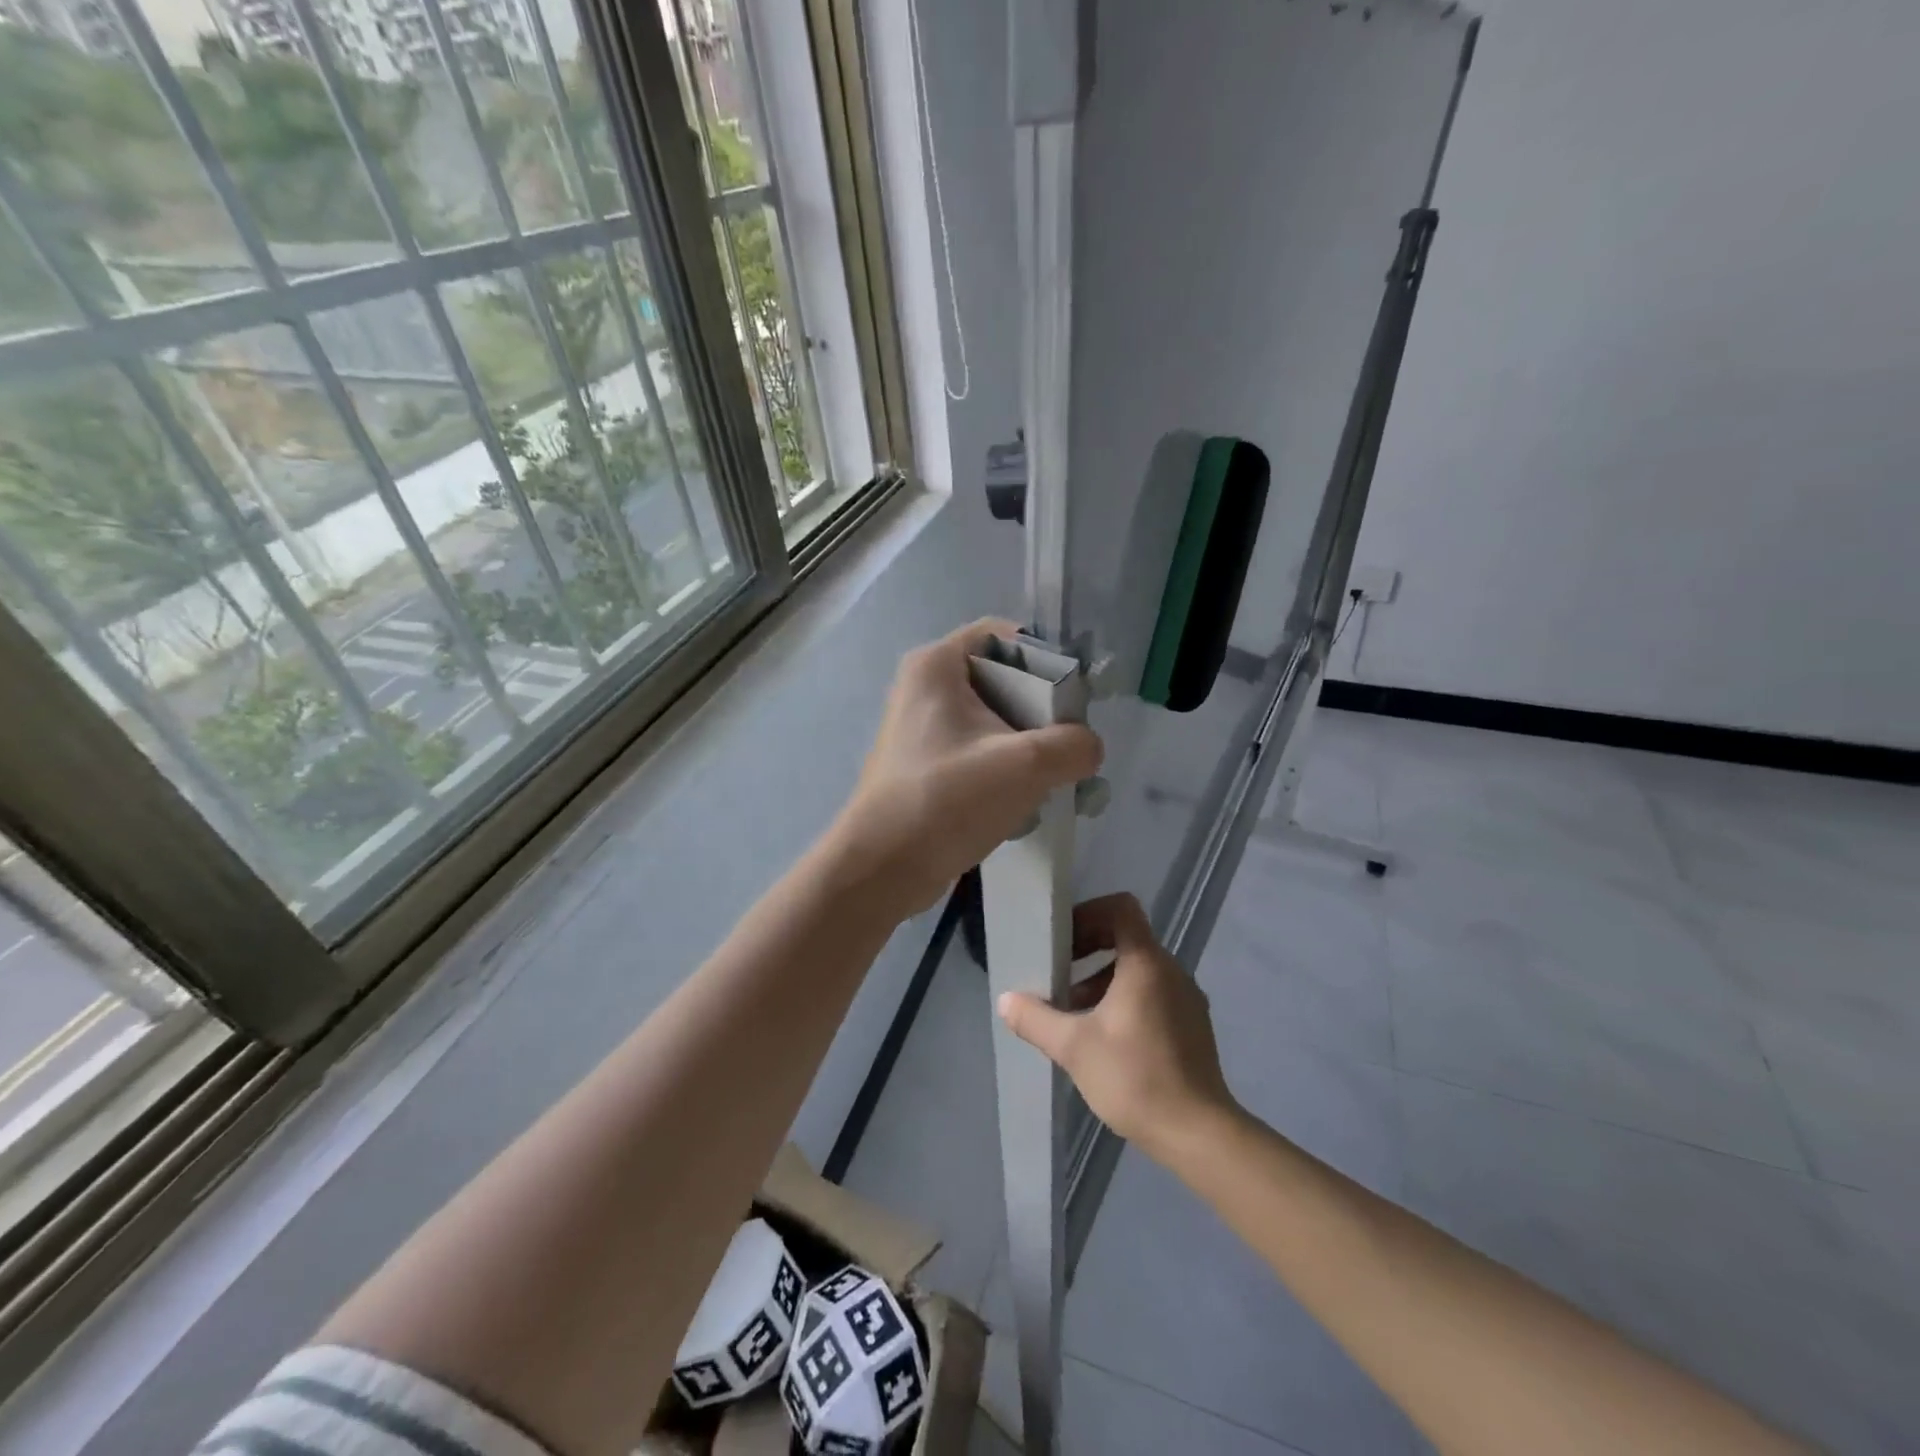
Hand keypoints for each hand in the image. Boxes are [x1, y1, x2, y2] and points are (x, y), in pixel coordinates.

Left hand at [834, 619, 1103, 917]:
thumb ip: (1073, 745)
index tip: (1076, 698)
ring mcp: (922, 729)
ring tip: (1056, 778)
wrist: (882, 869)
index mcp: (937, 665)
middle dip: (1044, 712)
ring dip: (1030, 747)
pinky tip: (1027, 801)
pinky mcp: (926, 765)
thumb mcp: (1025, 765)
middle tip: (1070, 745)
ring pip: (994, 722)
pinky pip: (979, 752)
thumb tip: (1087, 747)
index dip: (1046, 658)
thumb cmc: (947, 800)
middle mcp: (925, 688)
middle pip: (1003, 680)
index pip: (1004, 636)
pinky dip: (1006, 770)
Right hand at [996, 893, 1236, 1160]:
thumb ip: (1035, 1019)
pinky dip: (1125, 998)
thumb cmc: (1134, 1077)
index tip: (1063, 938)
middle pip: (1127, 937)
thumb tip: (1005, 1000)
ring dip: (1103, 978)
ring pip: (1139, 969)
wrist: (1198, 1134)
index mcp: (1146, 963)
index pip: (1121, 908)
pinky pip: (1154, 993)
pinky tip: (1104, 1037)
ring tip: (1073, 1010)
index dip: (1088, 913)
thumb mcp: (1073, 1047)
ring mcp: (1187, 998)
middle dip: (1088, 948)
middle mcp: (1171, 971)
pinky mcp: (1193, 1025)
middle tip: (1059, 971)